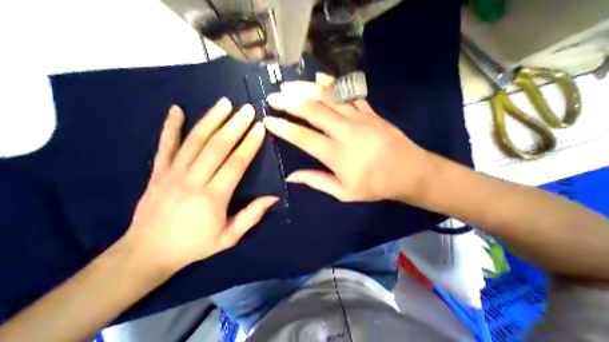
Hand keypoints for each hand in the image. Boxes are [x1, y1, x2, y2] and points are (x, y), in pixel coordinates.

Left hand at [123, 98, 277, 274]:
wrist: (146, 253)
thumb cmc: (194, 245)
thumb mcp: (229, 237)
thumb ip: (251, 216)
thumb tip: (273, 197)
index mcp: (213, 197)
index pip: (235, 163)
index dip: (249, 144)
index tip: (259, 128)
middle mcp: (193, 180)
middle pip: (217, 147)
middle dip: (235, 125)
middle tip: (247, 109)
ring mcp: (172, 174)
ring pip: (194, 141)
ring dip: (211, 119)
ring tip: (224, 103)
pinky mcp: (157, 172)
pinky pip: (164, 145)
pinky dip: (169, 126)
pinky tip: (175, 109)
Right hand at [265, 74, 428, 202]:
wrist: (410, 172)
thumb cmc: (375, 186)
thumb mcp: (344, 192)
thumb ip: (317, 181)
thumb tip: (291, 176)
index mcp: (338, 155)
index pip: (304, 137)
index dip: (284, 128)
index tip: (268, 121)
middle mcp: (346, 132)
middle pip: (313, 110)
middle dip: (289, 102)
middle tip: (273, 97)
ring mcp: (360, 118)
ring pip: (329, 96)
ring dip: (306, 88)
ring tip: (289, 84)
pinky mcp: (370, 111)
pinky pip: (348, 92)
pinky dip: (331, 83)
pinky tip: (318, 77)